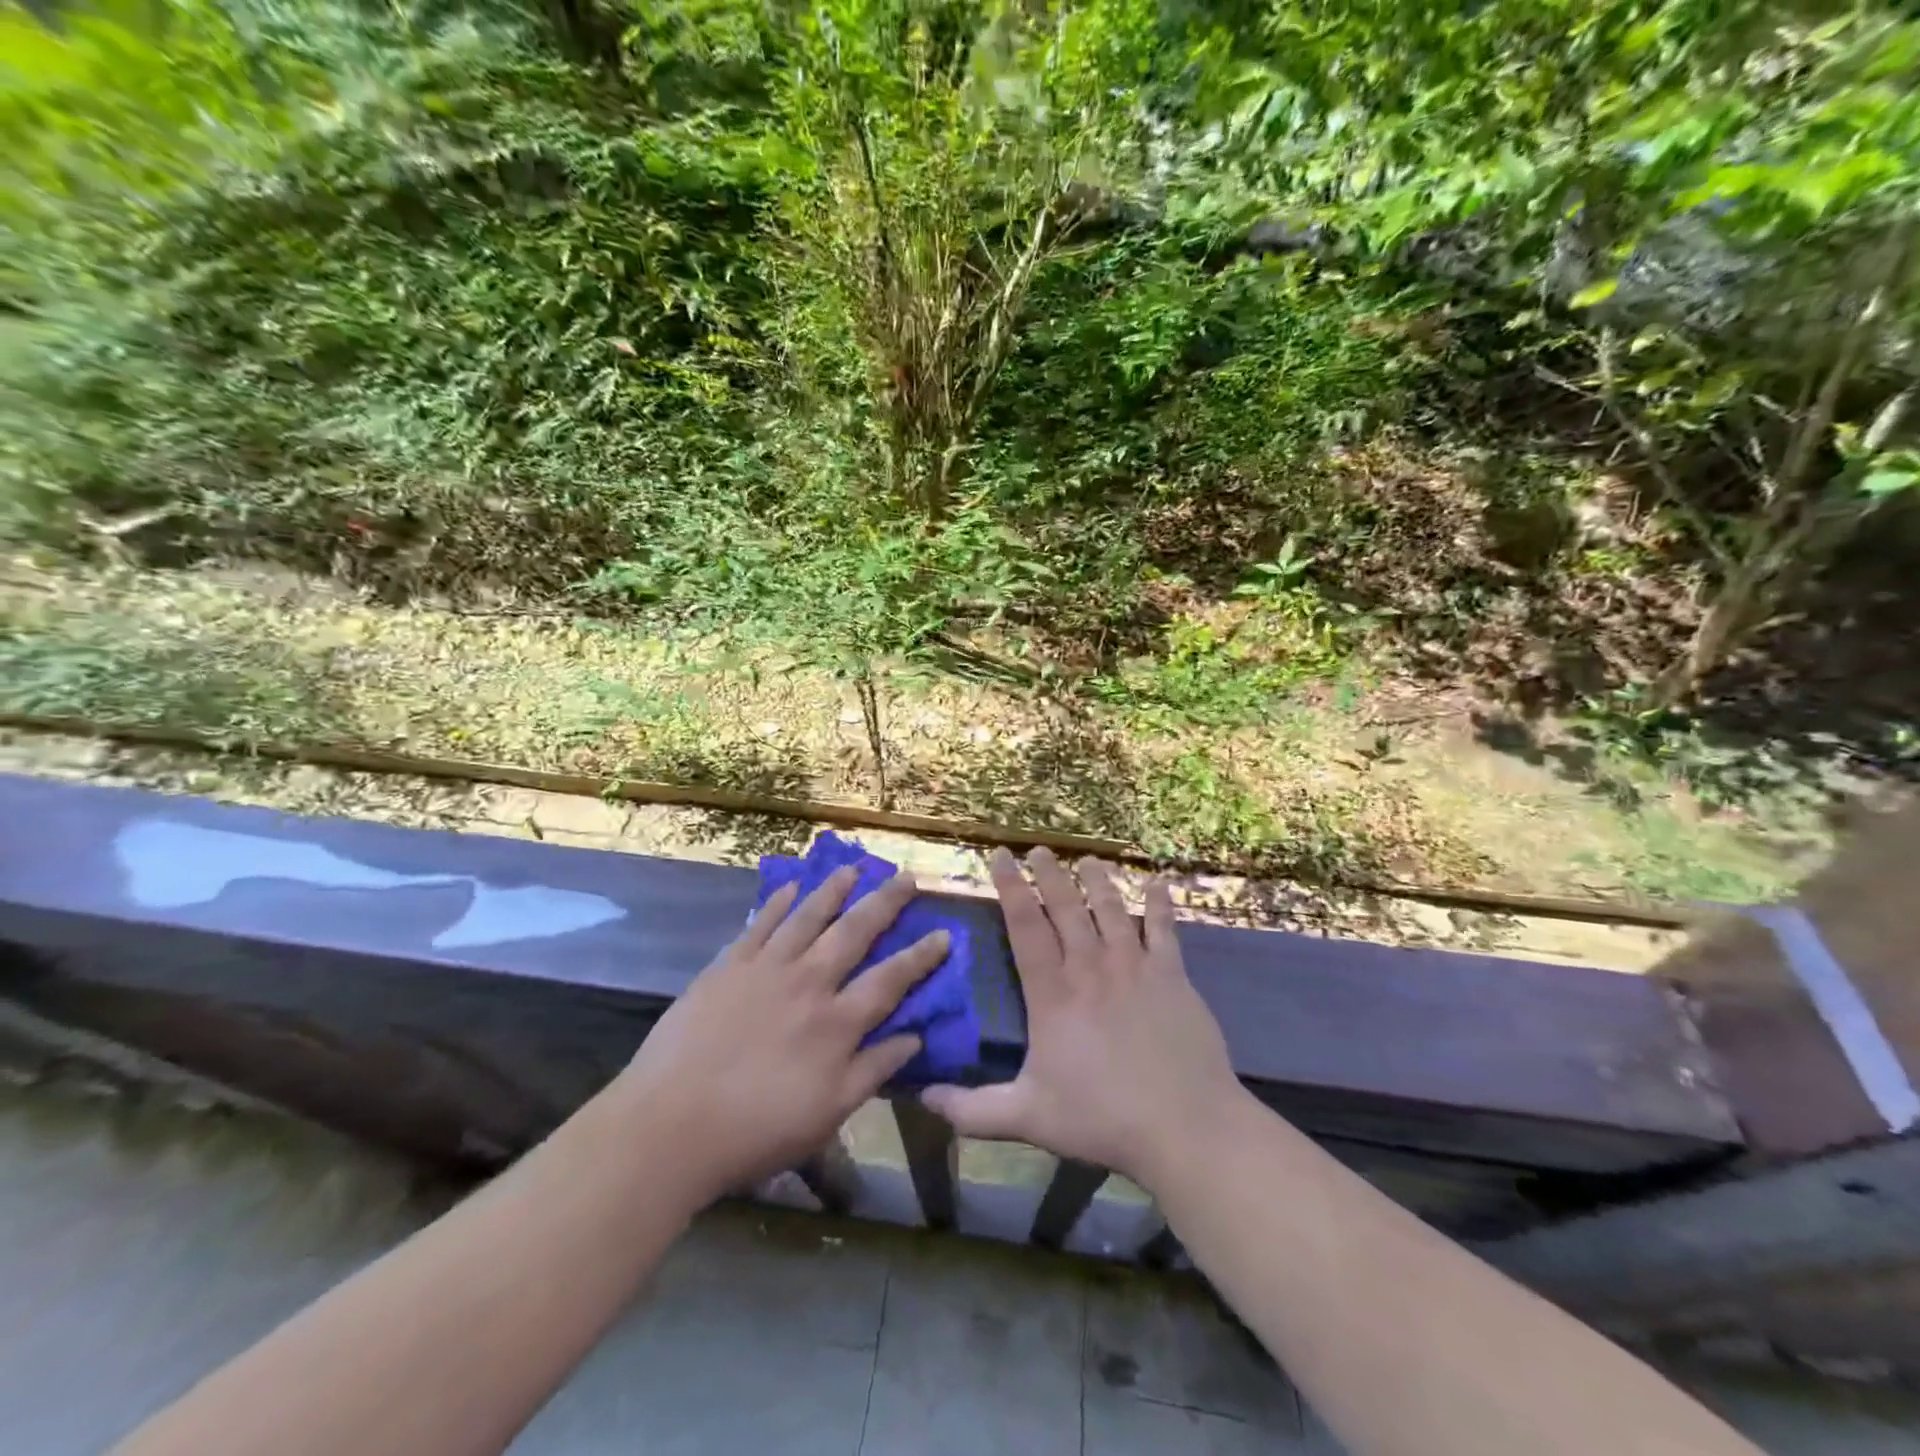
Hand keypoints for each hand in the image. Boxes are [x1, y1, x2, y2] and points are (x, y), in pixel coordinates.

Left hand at [618, 866, 947, 1206]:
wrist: (670, 1125)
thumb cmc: (756, 1130)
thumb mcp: (828, 1114)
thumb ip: (873, 1070)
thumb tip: (914, 1037)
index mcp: (837, 1023)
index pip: (891, 979)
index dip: (921, 956)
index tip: (944, 933)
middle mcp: (809, 983)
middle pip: (855, 932)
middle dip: (885, 903)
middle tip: (906, 877)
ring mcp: (766, 968)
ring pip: (808, 917)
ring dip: (834, 890)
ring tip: (853, 868)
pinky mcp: (728, 966)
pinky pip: (759, 924)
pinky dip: (777, 903)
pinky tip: (790, 888)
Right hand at [922, 848, 1246, 1190]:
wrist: (1185, 1126)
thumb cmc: (1102, 1118)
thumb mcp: (1027, 1118)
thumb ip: (972, 1110)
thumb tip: (922, 1098)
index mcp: (1053, 994)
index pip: (1025, 926)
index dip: (1010, 887)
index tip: (999, 856)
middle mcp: (1091, 968)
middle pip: (1066, 908)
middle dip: (1049, 874)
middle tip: (1038, 849)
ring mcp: (1135, 968)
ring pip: (1111, 910)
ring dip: (1097, 881)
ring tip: (1086, 859)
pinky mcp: (1173, 977)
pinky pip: (1165, 930)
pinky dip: (1160, 904)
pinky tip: (1157, 882)